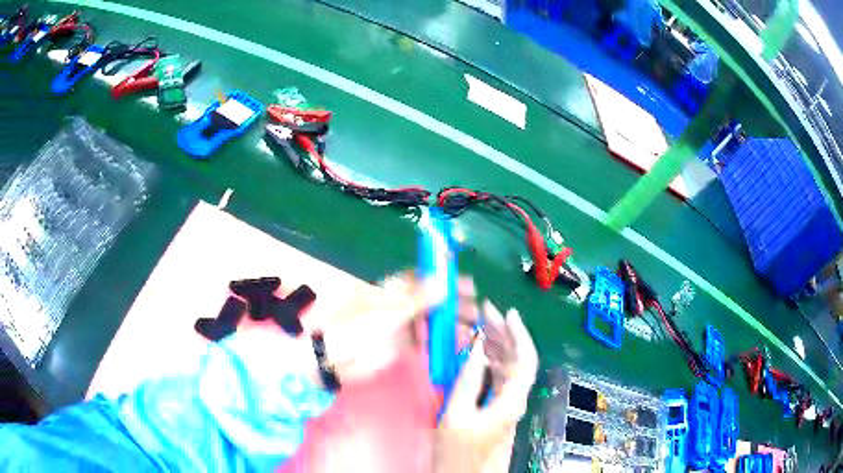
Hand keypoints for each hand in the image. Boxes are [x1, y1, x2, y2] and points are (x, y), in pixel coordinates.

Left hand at [317, 273, 479, 383]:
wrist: (334, 358)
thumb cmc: (356, 328)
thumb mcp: (387, 312)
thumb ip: (417, 299)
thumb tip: (444, 281)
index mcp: (394, 289)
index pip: (426, 279)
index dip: (447, 281)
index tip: (468, 285)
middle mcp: (402, 305)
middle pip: (434, 301)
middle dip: (455, 304)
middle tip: (475, 310)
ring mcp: (405, 326)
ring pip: (435, 322)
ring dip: (453, 323)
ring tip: (472, 328)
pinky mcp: (405, 346)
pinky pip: (429, 341)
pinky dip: (444, 342)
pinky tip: (458, 344)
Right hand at [434, 300, 537, 472]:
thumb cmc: (459, 454)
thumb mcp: (455, 415)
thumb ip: (466, 380)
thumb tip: (475, 350)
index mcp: (510, 401)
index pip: (525, 359)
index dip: (520, 333)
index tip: (508, 313)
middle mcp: (514, 401)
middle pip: (517, 360)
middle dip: (503, 333)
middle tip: (485, 313)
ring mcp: (506, 406)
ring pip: (508, 368)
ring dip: (496, 346)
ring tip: (479, 326)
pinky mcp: (497, 411)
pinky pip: (498, 379)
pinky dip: (489, 362)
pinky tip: (477, 354)